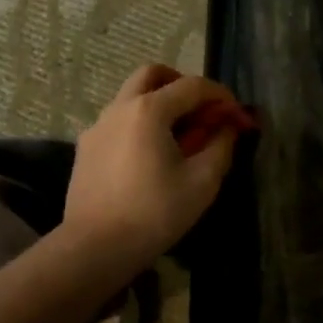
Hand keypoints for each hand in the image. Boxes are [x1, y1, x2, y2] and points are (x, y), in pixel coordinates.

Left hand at [65, 64, 251, 272]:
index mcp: (149, 110)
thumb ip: (220, 147)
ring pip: (130, 97)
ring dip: (158, 104)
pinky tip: (149, 156)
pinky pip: (117, 122)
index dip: (221, 96)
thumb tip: (228, 127)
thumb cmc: (154, 213)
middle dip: (181, 84)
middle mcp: (119, 108)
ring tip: (177, 137)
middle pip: (152, 75)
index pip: (192, 86)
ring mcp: (97, 127)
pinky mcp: (85, 148)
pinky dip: (138, 124)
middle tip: (201, 111)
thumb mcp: (201, 182)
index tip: (236, 115)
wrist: (96, 247)